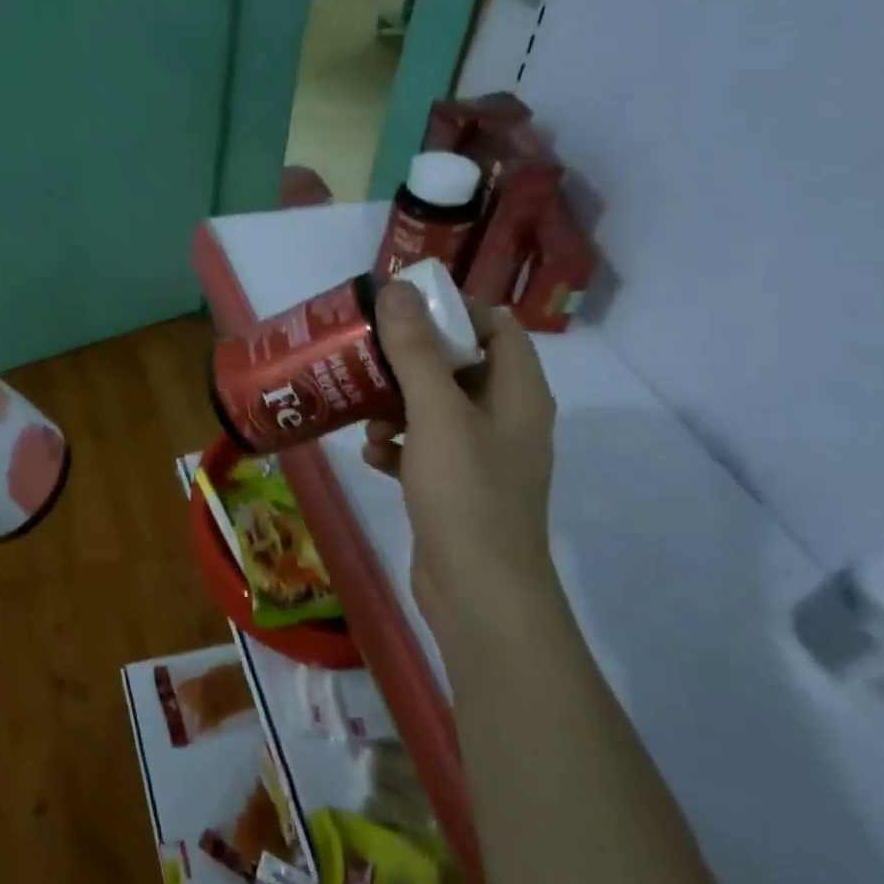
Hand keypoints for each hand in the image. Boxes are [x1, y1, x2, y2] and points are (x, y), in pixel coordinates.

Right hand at [361, 280, 558, 622]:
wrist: (479, 593)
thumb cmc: (466, 493)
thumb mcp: (438, 414)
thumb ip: (417, 352)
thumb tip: (399, 290)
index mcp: (518, 392)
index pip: (496, 327)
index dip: (453, 311)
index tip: (401, 310)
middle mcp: (506, 418)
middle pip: (460, 366)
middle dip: (412, 360)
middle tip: (366, 353)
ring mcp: (482, 457)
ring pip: (437, 409)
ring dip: (399, 406)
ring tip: (365, 415)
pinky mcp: (456, 488)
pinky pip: (425, 449)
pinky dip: (399, 445)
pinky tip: (372, 456)